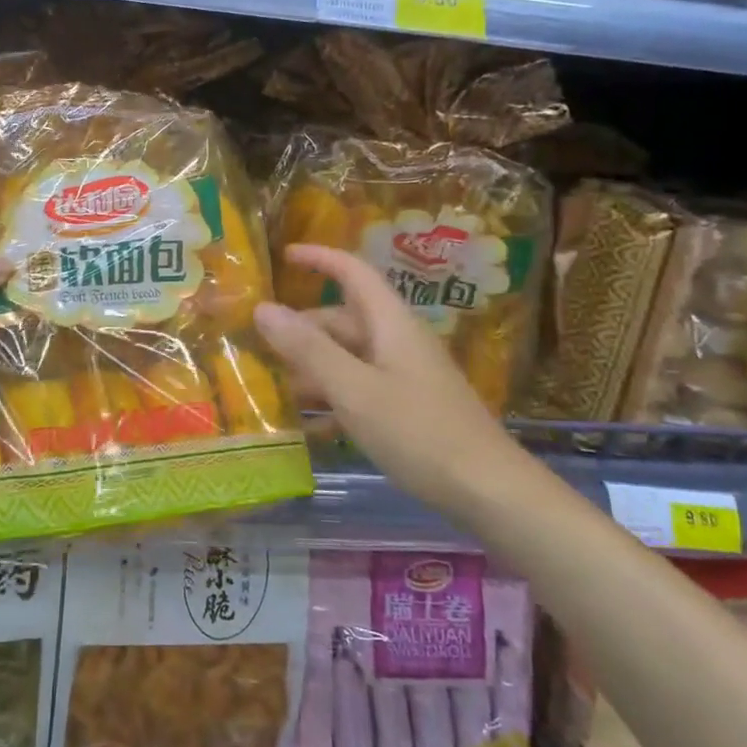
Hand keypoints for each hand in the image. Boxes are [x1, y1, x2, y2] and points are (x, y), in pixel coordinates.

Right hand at [252, 244, 524, 516]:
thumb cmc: (419, 432)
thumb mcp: (354, 389)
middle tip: (257, 346)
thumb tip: (263, 308)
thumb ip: (308, 349)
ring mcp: (404, 376)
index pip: (353, 272)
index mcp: (390, 324)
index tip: (284, 255)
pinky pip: (359, 388)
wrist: (488, 491)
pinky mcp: (408, 407)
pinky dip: (332, 397)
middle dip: (301, 329)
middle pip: (343, 320)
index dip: (319, 258)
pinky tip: (308, 426)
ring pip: (348, 357)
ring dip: (312, 367)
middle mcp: (397, 342)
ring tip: (272, 389)